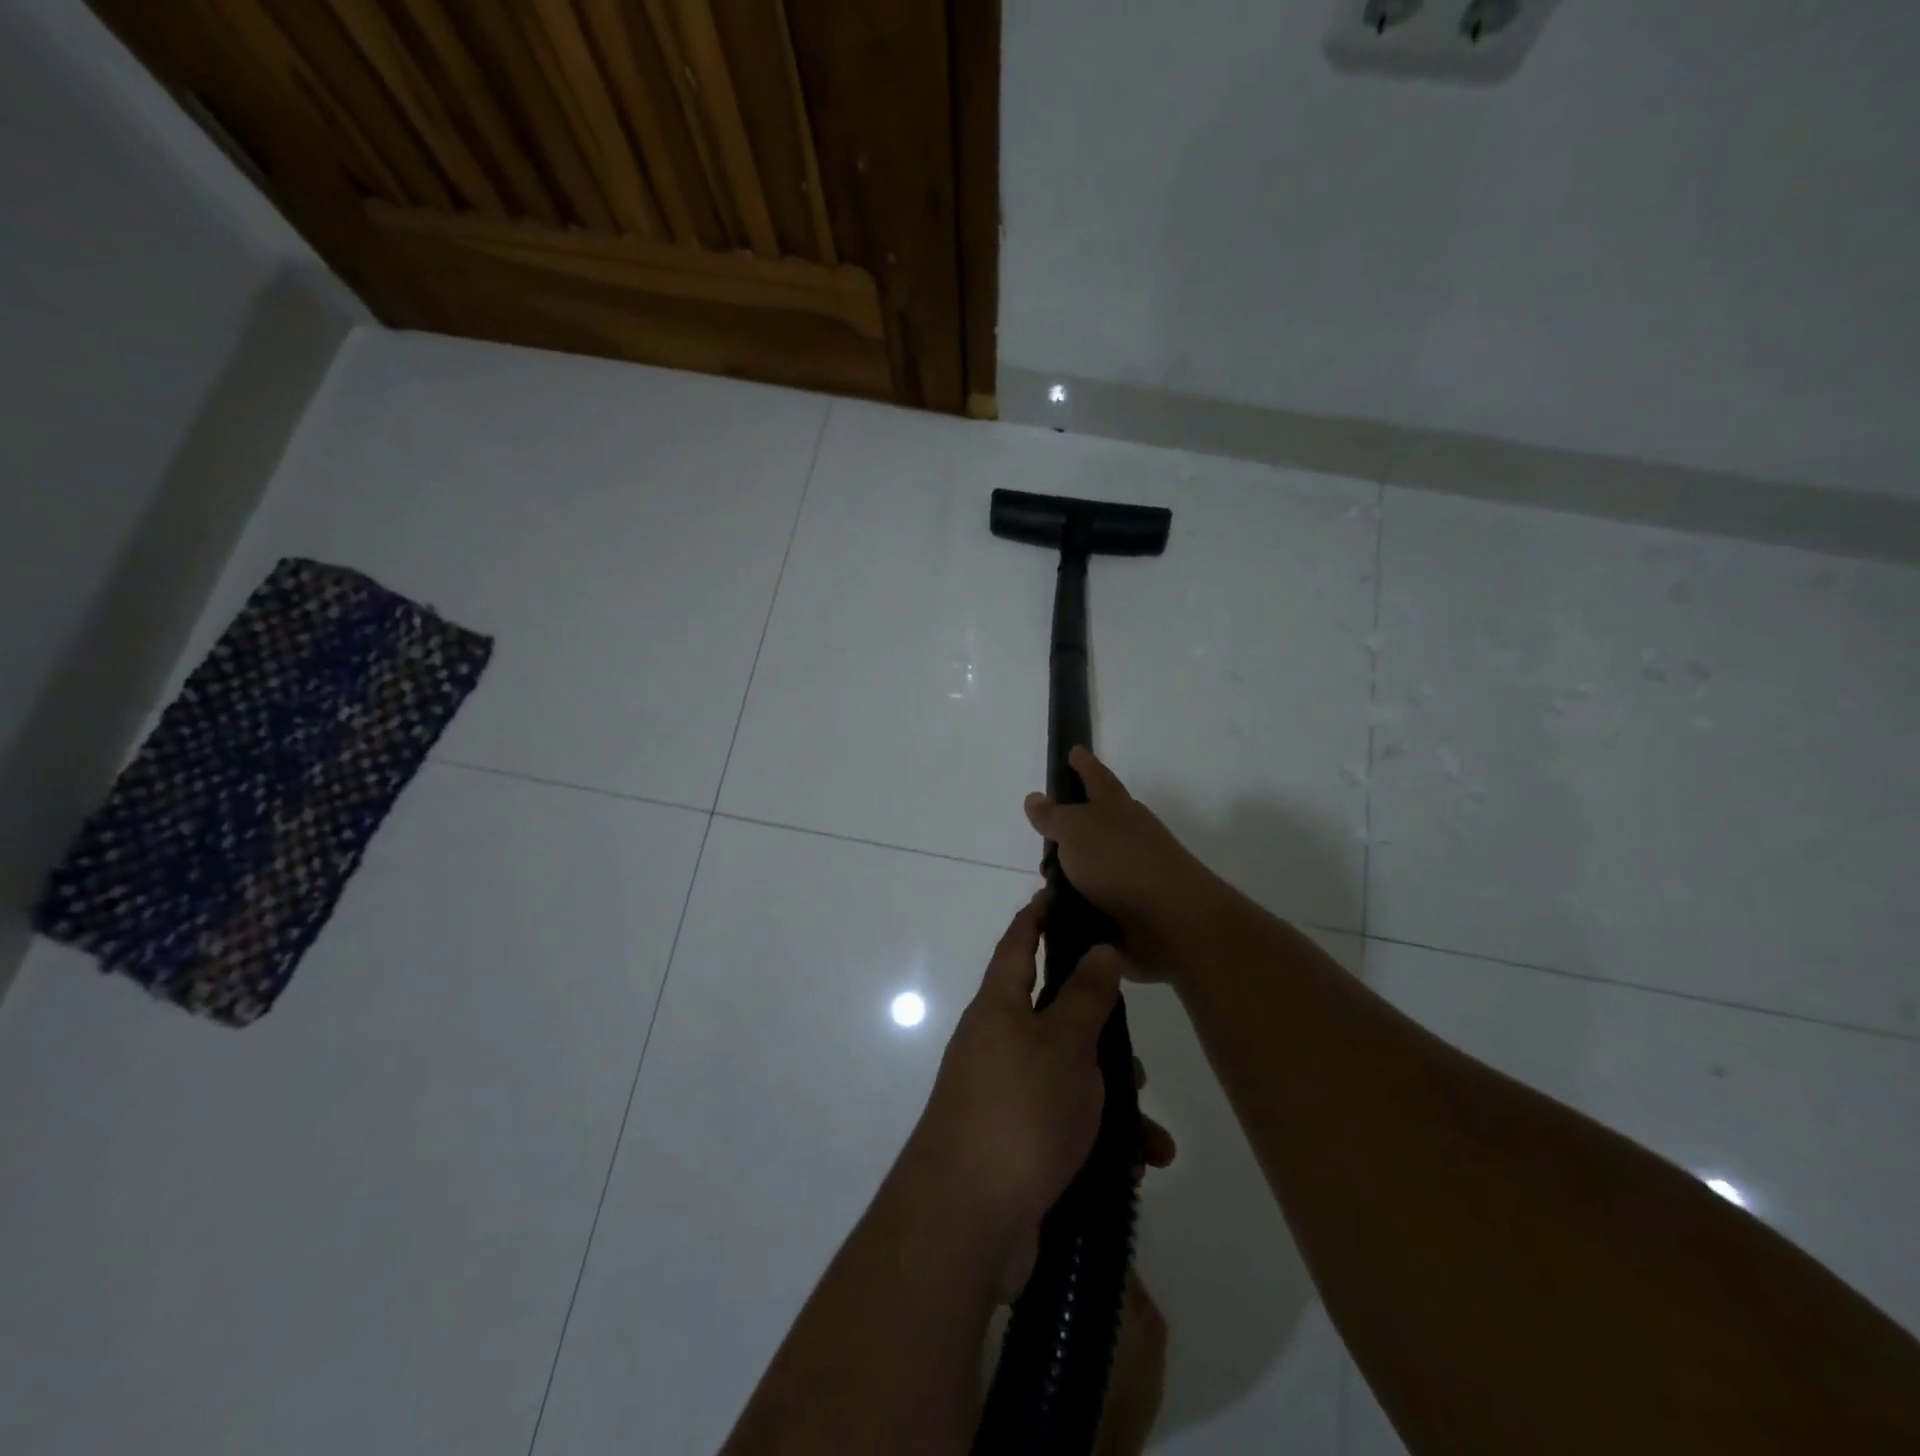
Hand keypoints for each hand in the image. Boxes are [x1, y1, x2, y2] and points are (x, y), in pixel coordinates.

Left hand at [901, 893, 1174, 1301]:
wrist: (967, 1221)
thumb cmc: (1019, 1111)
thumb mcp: (1063, 1045)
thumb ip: (1085, 996)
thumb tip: (1097, 948)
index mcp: (999, 1007)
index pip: (1017, 944)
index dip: (1036, 916)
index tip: (1058, 893)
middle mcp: (996, 1044)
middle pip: (1053, 1016)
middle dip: (1098, 1030)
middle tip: (1133, 1043)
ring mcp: (1004, 1095)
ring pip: (1068, 1076)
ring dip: (1111, 1097)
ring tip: (1148, 1129)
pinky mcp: (1016, 1144)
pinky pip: (1066, 1124)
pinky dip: (1101, 1138)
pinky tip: (1136, 1163)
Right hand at [1024, 747, 1224, 982]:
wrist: (1170, 919)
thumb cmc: (1119, 861)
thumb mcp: (1075, 829)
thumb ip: (1053, 816)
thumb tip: (1035, 797)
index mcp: (1116, 807)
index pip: (1096, 777)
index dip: (1084, 764)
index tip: (1073, 751)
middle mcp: (1128, 835)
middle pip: (1097, 822)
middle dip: (1072, 826)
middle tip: (1044, 832)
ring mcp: (1133, 872)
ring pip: (1095, 865)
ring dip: (1072, 873)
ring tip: (1043, 883)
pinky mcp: (1133, 909)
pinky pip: (1096, 901)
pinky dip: (1078, 905)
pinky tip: (1058, 913)